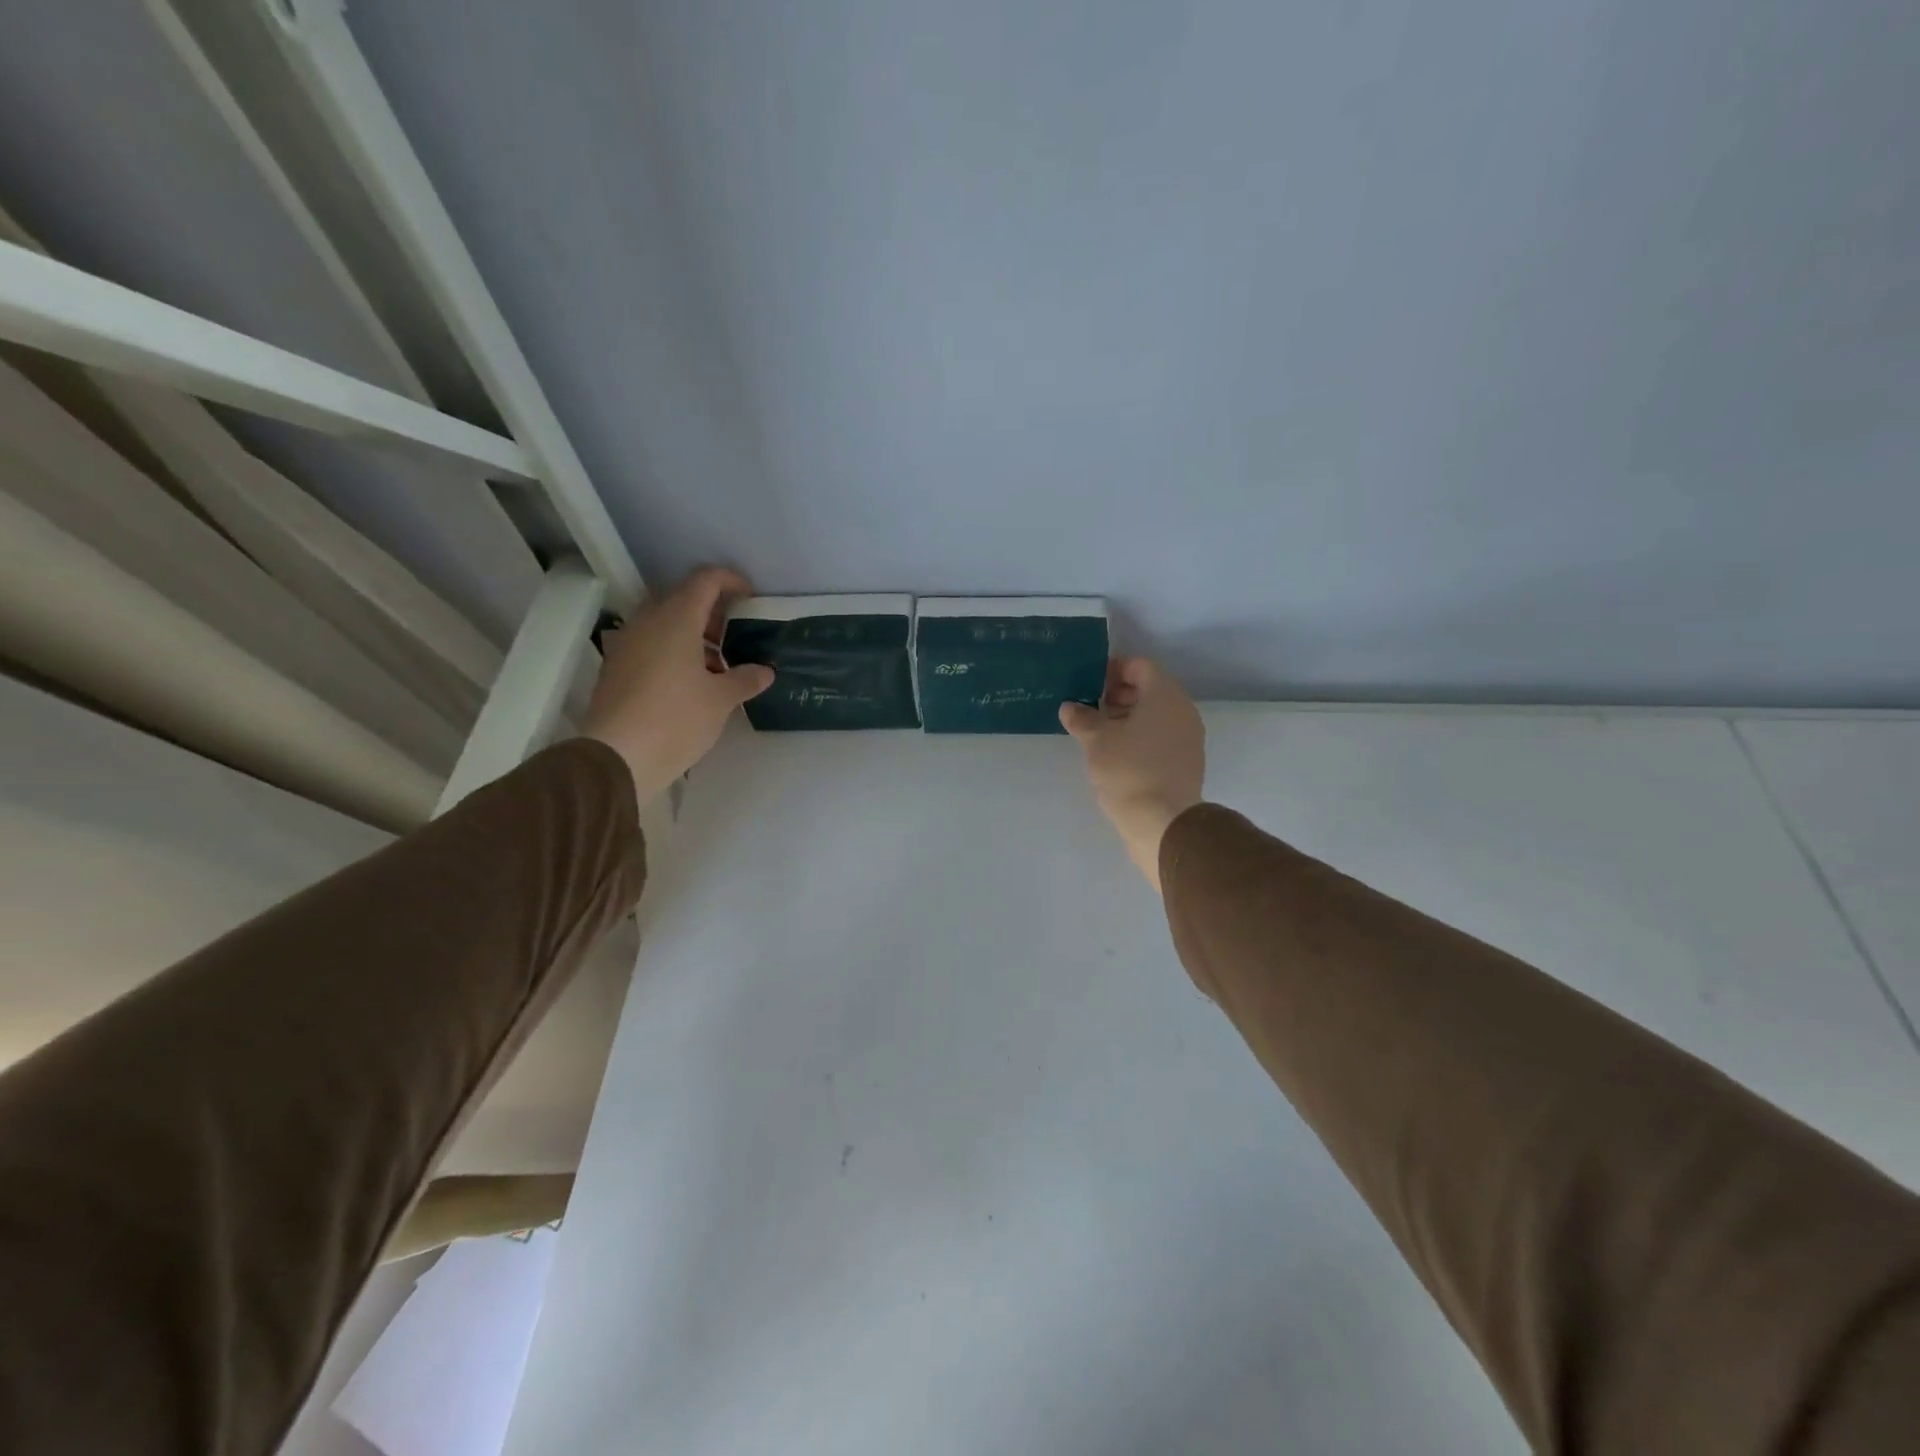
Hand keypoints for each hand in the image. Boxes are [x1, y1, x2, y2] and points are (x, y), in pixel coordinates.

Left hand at [581, 566, 773, 802]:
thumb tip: (765, 672)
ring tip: (716, 666)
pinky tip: (689, 683)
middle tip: (734, 635)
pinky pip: (649, 645)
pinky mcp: (616, 667)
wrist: (616, 756)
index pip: (705, 580)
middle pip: (682, 599)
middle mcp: (648, 622)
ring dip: (691, 635)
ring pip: (664, 623)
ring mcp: (627, 643)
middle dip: (711, 612)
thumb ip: (745, 679)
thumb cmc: (676, 719)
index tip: (750, 597)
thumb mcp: (720, 700)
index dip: (730, 581)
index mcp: (676, 619)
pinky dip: (672, 651)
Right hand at [1060, 658, 1204, 891]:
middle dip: (1118, 694)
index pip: (1139, 666)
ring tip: (1098, 733)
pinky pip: (1161, 736)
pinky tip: (1116, 754)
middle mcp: (1182, 710)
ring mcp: (1188, 737)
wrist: (1164, 823)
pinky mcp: (1186, 761)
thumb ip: (1082, 718)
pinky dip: (1140, 736)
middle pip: (1149, 689)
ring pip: (1155, 714)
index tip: (1088, 685)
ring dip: (1127, 717)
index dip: (1112, 670)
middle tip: (1090, 709)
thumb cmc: (1129, 770)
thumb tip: (1070, 707)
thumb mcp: (1096, 741)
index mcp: (1164, 695)